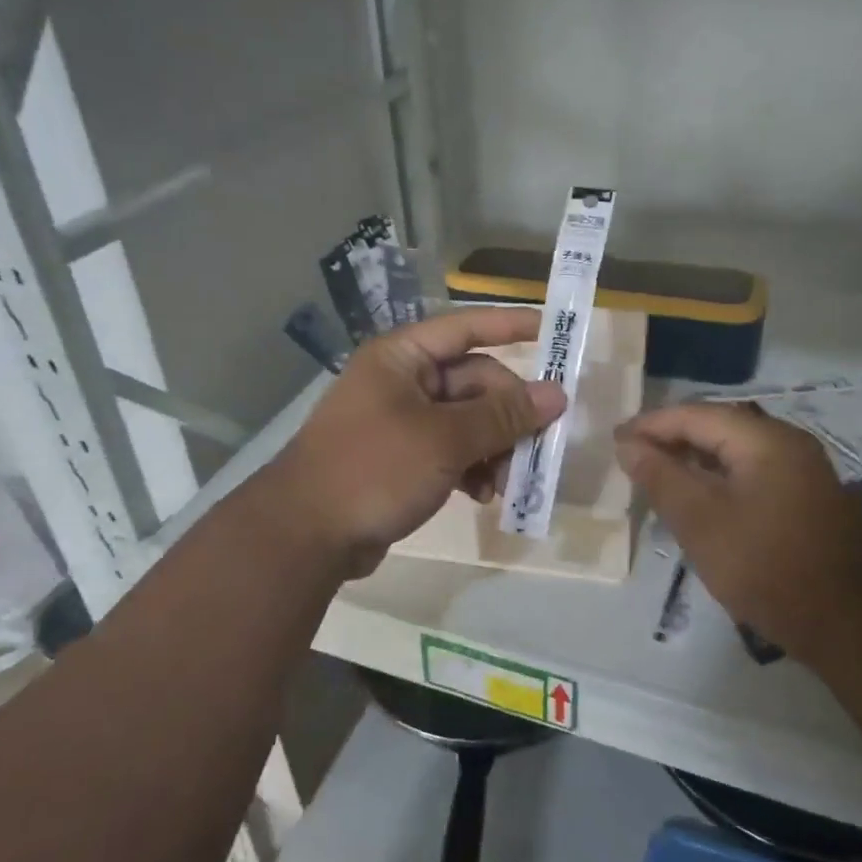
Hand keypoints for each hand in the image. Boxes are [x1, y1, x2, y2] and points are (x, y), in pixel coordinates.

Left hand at [272, 307, 567, 566]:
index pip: (466, 328)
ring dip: (493, 447)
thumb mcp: (445, 439)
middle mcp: (401, 381)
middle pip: (473, 382)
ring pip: (466, 421)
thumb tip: (556, 394)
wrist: (305, 535)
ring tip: (506, 483)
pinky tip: (483, 495)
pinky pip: (450, 450)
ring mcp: (399, 421)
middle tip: (538, 445)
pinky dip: (471, 467)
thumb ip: (502, 416)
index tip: (555, 332)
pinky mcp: (400, 458)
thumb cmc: (374, 468)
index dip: (511, 326)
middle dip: (507, 414)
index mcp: (402, 357)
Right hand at [615, 402, 861, 642]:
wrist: (853, 626)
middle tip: (630, 459)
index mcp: (764, 439)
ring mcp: (802, 470)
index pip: (694, 415)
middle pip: (716, 427)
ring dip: (693, 460)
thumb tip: (627, 444)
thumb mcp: (700, 522)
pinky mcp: (807, 497)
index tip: (614, 442)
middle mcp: (787, 442)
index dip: (650, 426)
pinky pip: (751, 472)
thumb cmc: (767, 567)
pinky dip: (718, 478)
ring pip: (733, 451)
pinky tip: (698, 500)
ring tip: (656, 478)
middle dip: (670, 440)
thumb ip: (660, 477)